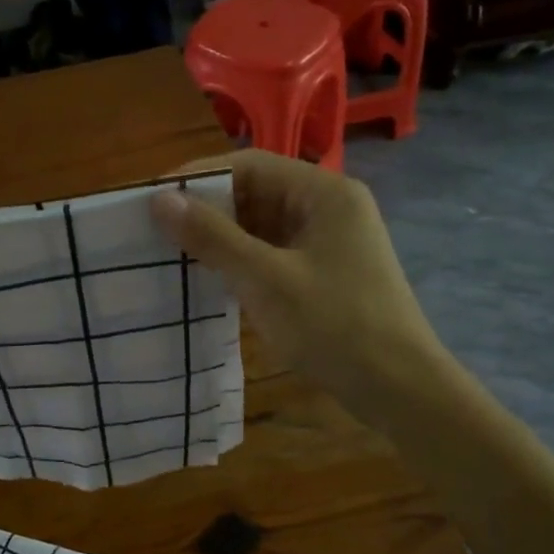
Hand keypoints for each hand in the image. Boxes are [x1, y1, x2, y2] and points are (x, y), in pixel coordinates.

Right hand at [150, 151, 457, 431]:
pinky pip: (273, 253)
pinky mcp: (325, 272)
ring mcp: (329, 241)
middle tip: (155, 232)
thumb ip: (212, 237)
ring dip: (221, 238)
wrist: (400, 389)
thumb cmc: (334, 326)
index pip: (249, 164)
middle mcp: (328, 207)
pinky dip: (241, 261)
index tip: (153, 201)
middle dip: (207, 210)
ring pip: (262, 225)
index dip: (197, 178)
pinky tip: (209, 279)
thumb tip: (159, 200)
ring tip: (171, 255)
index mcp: (323, 192)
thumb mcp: (265, 279)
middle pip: (256, 192)